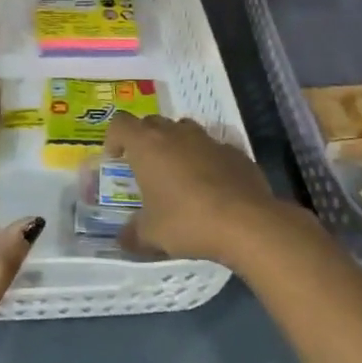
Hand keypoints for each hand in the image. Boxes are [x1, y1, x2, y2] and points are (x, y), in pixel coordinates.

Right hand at [106, 112, 305, 267]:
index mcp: (147, 145)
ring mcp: (208, 139)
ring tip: (179, 175)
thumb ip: (133, 234)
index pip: (120, 123)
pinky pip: (213, 148)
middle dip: (145, 141)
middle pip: (152, 123)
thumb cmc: (187, 221)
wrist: (247, 222)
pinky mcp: (235, 151)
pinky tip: (212, 187)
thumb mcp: (152, 234)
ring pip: (184, 131)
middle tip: (146, 169)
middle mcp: (176, 133)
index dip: (114, 137)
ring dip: (176, 146)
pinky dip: (206, 160)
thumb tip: (122, 239)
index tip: (116, 159)